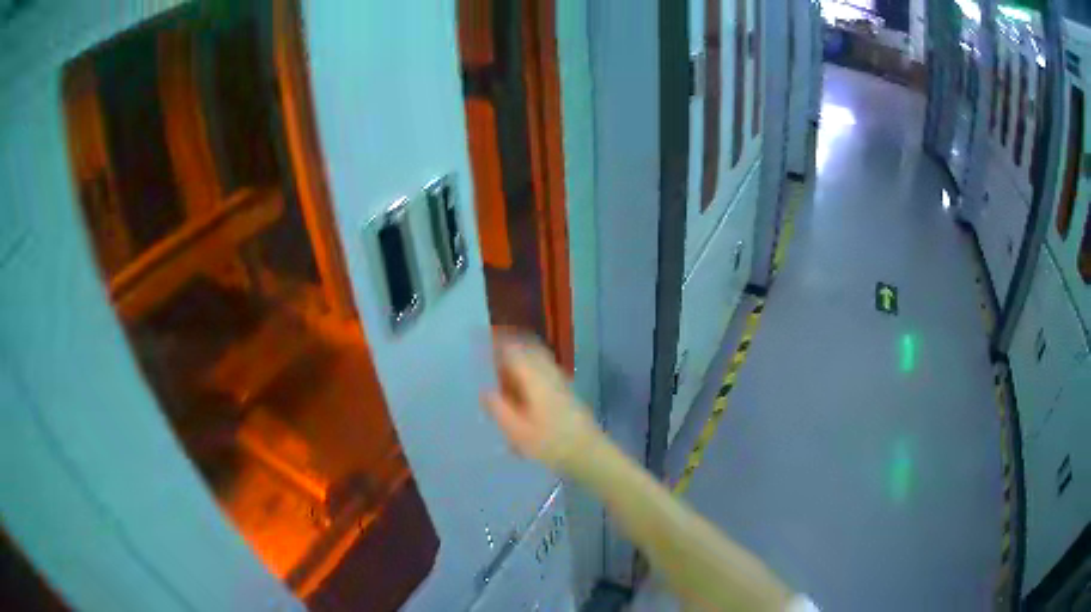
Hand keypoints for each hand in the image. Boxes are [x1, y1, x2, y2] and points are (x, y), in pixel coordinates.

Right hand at [482, 334, 598, 470]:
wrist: (588, 452)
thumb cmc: (550, 442)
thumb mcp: (517, 431)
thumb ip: (498, 408)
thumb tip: (485, 391)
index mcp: (534, 377)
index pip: (513, 349)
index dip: (497, 341)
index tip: (481, 337)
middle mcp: (548, 372)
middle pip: (528, 347)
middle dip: (510, 345)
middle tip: (492, 350)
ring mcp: (560, 380)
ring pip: (538, 357)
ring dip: (521, 355)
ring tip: (504, 366)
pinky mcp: (566, 390)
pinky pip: (544, 368)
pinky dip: (531, 367)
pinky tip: (524, 383)